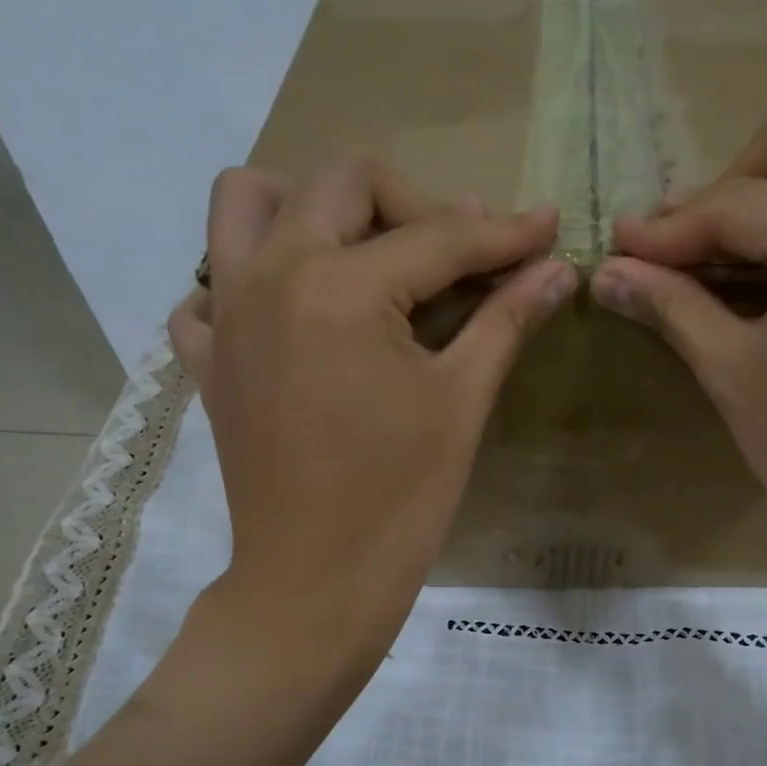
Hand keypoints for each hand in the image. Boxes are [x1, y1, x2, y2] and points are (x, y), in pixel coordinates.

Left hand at [168, 157, 570, 670]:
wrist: (316, 583)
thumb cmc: (399, 500)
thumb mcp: (461, 403)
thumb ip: (506, 321)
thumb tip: (559, 270)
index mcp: (341, 287)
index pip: (438, 236)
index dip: (505, 233)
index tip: (549, 227)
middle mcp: (269, 274)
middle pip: (340, 183)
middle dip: (413, 204)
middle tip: (456, 257)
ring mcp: (225, 314)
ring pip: (246, 202)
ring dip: (310, 206)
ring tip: (360, 255)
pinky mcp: (207, 360)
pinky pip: (208, 287)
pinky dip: (248, 280)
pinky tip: (294, 318)